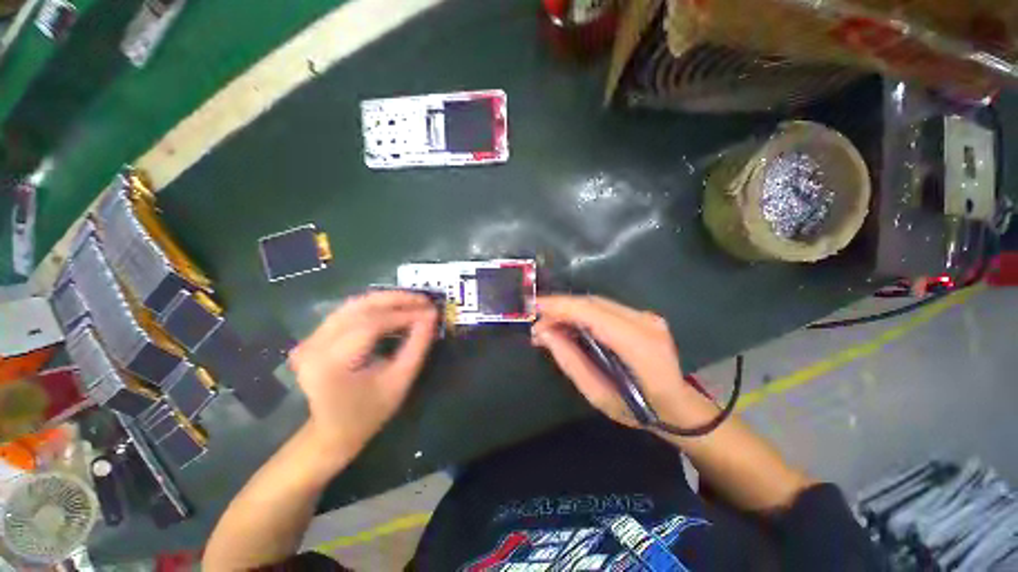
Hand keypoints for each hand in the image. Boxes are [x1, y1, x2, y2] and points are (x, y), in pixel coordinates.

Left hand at [289, 291, 437, 456]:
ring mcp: (308, 338)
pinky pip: (341, 314)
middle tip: (422, 299)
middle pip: (357, 309)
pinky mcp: (309, 337)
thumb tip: (430, 317)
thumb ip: (415, 349)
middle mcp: (314, 344)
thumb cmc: (368, 416)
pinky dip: (366, 309)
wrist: (333, 431)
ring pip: (348, 307)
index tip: (430, 310)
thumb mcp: (396, 385)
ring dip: (380, 301)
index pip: (369, 325)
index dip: (401, 314)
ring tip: (409, 302)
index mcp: (332, 362)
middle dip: (392, 300)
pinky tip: (387, 309)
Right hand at [532, 295, 715, 430]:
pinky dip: (587, 315)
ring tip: (549, 327)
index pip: (593, 313)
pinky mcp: (648, 319)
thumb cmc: (639, 410)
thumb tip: (545, 334)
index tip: (532, 309)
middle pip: (596, 303)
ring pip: (602, 304)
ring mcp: (650, 318)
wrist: (677, 407)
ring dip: (573, 311)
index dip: (560, 307)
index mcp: (638, 344)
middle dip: (562, 308)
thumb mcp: (599, 396)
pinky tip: (572, 327)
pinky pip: (611, 310)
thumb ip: (572, 362)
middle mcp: (646, 322)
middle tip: (536, 325)